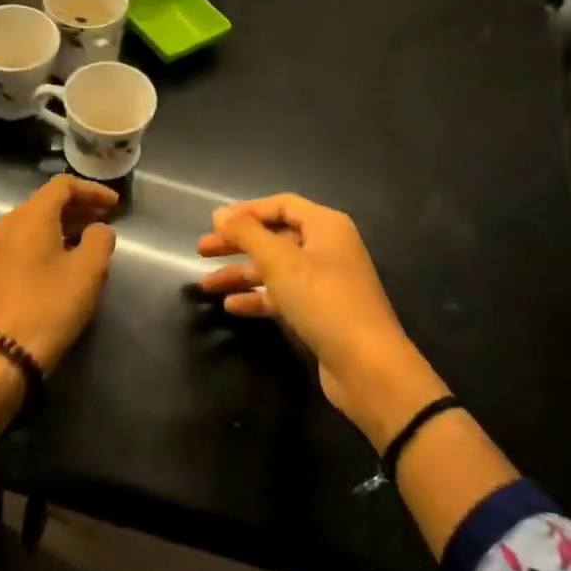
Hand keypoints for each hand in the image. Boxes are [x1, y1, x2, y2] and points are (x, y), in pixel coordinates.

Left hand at [0, 175, 118, 370]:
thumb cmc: (49, 306)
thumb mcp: (88, 272)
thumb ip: (100, 239)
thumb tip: (98, 230)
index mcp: (31, 216)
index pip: (63, 185)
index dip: (93, 190)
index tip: (116, 205)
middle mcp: (8, 223)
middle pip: (47, 201)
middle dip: (79, 206)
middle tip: (106, 219)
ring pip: (35, 221)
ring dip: (64, 224)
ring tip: (90, 239)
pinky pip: (24, 239)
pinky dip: (48, 238)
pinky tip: (64, 258)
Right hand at [198, 194, 447, 448]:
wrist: (368, 365)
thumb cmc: (323, 300)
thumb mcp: (280, 261)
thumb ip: (247, 233)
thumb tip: (220, 214)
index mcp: (325, 226)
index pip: (281, 205)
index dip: (246, 211)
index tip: (214, 223)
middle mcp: (328, 248)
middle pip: (276, 237)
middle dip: (238, 243)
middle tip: (202, 251)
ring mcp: (326, 282)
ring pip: (276, 269)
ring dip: (242, 274)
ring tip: (207, 285)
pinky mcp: (322, 313)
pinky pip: (284, 296)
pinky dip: (259, 298)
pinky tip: (232, 307)